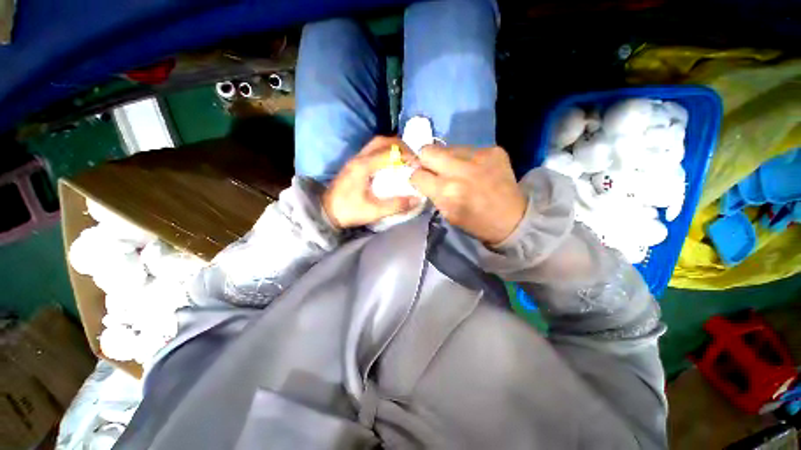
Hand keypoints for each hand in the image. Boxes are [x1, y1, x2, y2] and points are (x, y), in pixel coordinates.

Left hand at [323, 137, 421, 228]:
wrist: (325, 212)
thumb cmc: (348, 211)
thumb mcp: (374, 211)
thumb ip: (396, 205)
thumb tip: (417, 199)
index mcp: (363, 166)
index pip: (389, 152)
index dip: (407, 155)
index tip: (419, 164)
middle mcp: (359, 158)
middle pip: (382, 141)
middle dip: (400, 146)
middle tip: (413, 158)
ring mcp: (355, 160)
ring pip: (376, 144)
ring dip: (392, 147)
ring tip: (405, 159)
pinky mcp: (354, 165)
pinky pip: (372, 151)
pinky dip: (385, 152)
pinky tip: (391, 164)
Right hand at [410, 145, 526, 244]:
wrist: (514, 219)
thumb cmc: (476, 223)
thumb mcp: (448, 214)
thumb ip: (433, 194)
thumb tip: (422, 178)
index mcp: (447, 191)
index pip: (417, 174)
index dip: (417, 178)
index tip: (422, 181)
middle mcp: (459, 169)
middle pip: (427, 150)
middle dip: (425, 160)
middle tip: (433, 169)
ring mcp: (478, 156)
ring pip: (447, 147)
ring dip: (446, 159)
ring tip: (457, 170)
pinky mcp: (492, 149)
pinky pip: (467, 148)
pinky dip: (465, 158)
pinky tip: (474, 169)